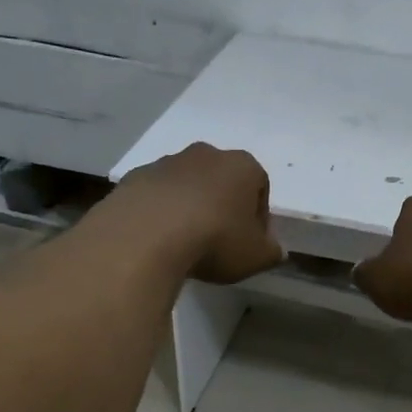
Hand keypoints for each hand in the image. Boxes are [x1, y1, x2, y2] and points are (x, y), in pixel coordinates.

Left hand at [113, 142, 283, 283]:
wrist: (146, 235)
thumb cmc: (215, 240)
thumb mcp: (255, 257)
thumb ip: (272, 252)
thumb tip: (276, 250)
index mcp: (243, 166)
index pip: (260, 186)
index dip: (258, 215)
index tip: (250, 240)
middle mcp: (207, 154)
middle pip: (222, 179)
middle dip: (223, 204)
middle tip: (219, 238)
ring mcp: (167, 162)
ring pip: (187, 184)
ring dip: (190, 205)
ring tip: (185, 241)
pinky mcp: (135, 176)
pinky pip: (156, 194)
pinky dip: (160, 211)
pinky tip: (157, 237)